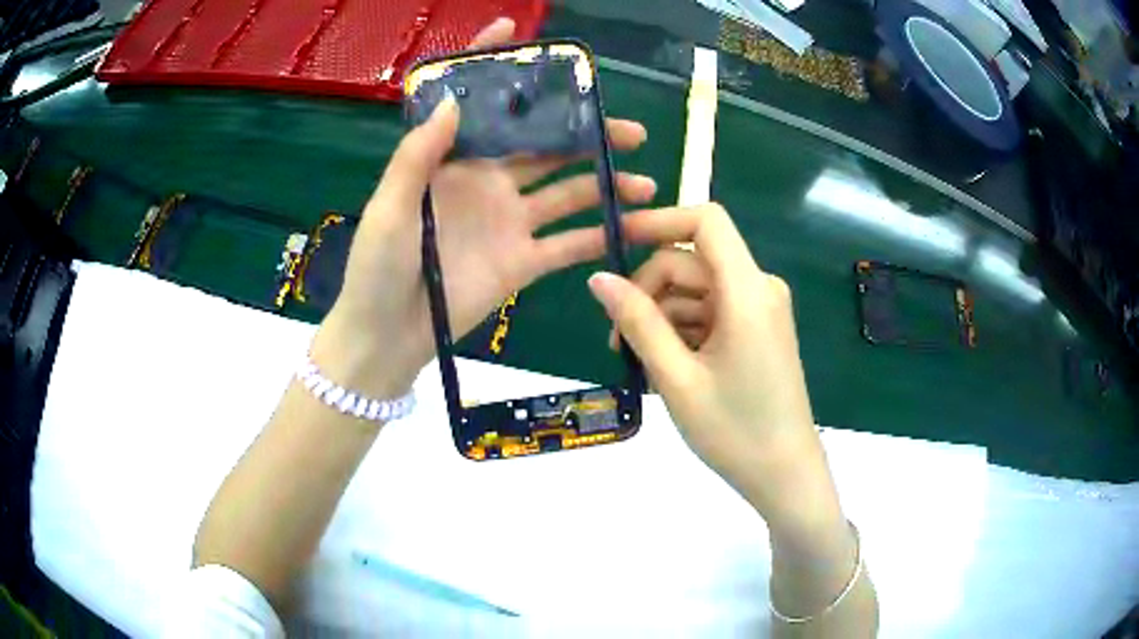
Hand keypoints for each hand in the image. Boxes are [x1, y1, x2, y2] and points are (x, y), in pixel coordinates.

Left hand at [312, 19, 656, 400]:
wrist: (387, 335)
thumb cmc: (378, 267)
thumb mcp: (390, 206)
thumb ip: (419, 155)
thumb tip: (457, 101)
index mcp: (453, 163)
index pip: (480, 105)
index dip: (497, 68)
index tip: (521, 34)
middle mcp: (489, 183)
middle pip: (546, 147)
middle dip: (586, 134)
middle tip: (628, 128)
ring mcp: (510, 222)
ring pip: (568, 192)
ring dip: (606, 183)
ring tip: (644, 178)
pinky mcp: (524, 262)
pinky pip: (569, 244)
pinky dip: (600, 235)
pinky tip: (633, 225)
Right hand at [588, 203, 842, 534]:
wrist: (785, 475)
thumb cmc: (734, 432)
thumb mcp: (676, 378)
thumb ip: (637, 321)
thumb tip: (598, 279)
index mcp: (747, 291)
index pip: (705, 220)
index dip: (658, 220)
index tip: (615, 241)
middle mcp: (759, 288)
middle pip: (692, 260)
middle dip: (649, 289)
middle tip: (617, 339)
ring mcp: (761, 309)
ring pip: (698, 288)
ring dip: (662, 315)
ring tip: (639, 363)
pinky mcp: (758, 329)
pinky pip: (712, 310)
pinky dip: (684, 329)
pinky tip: (667, 366)